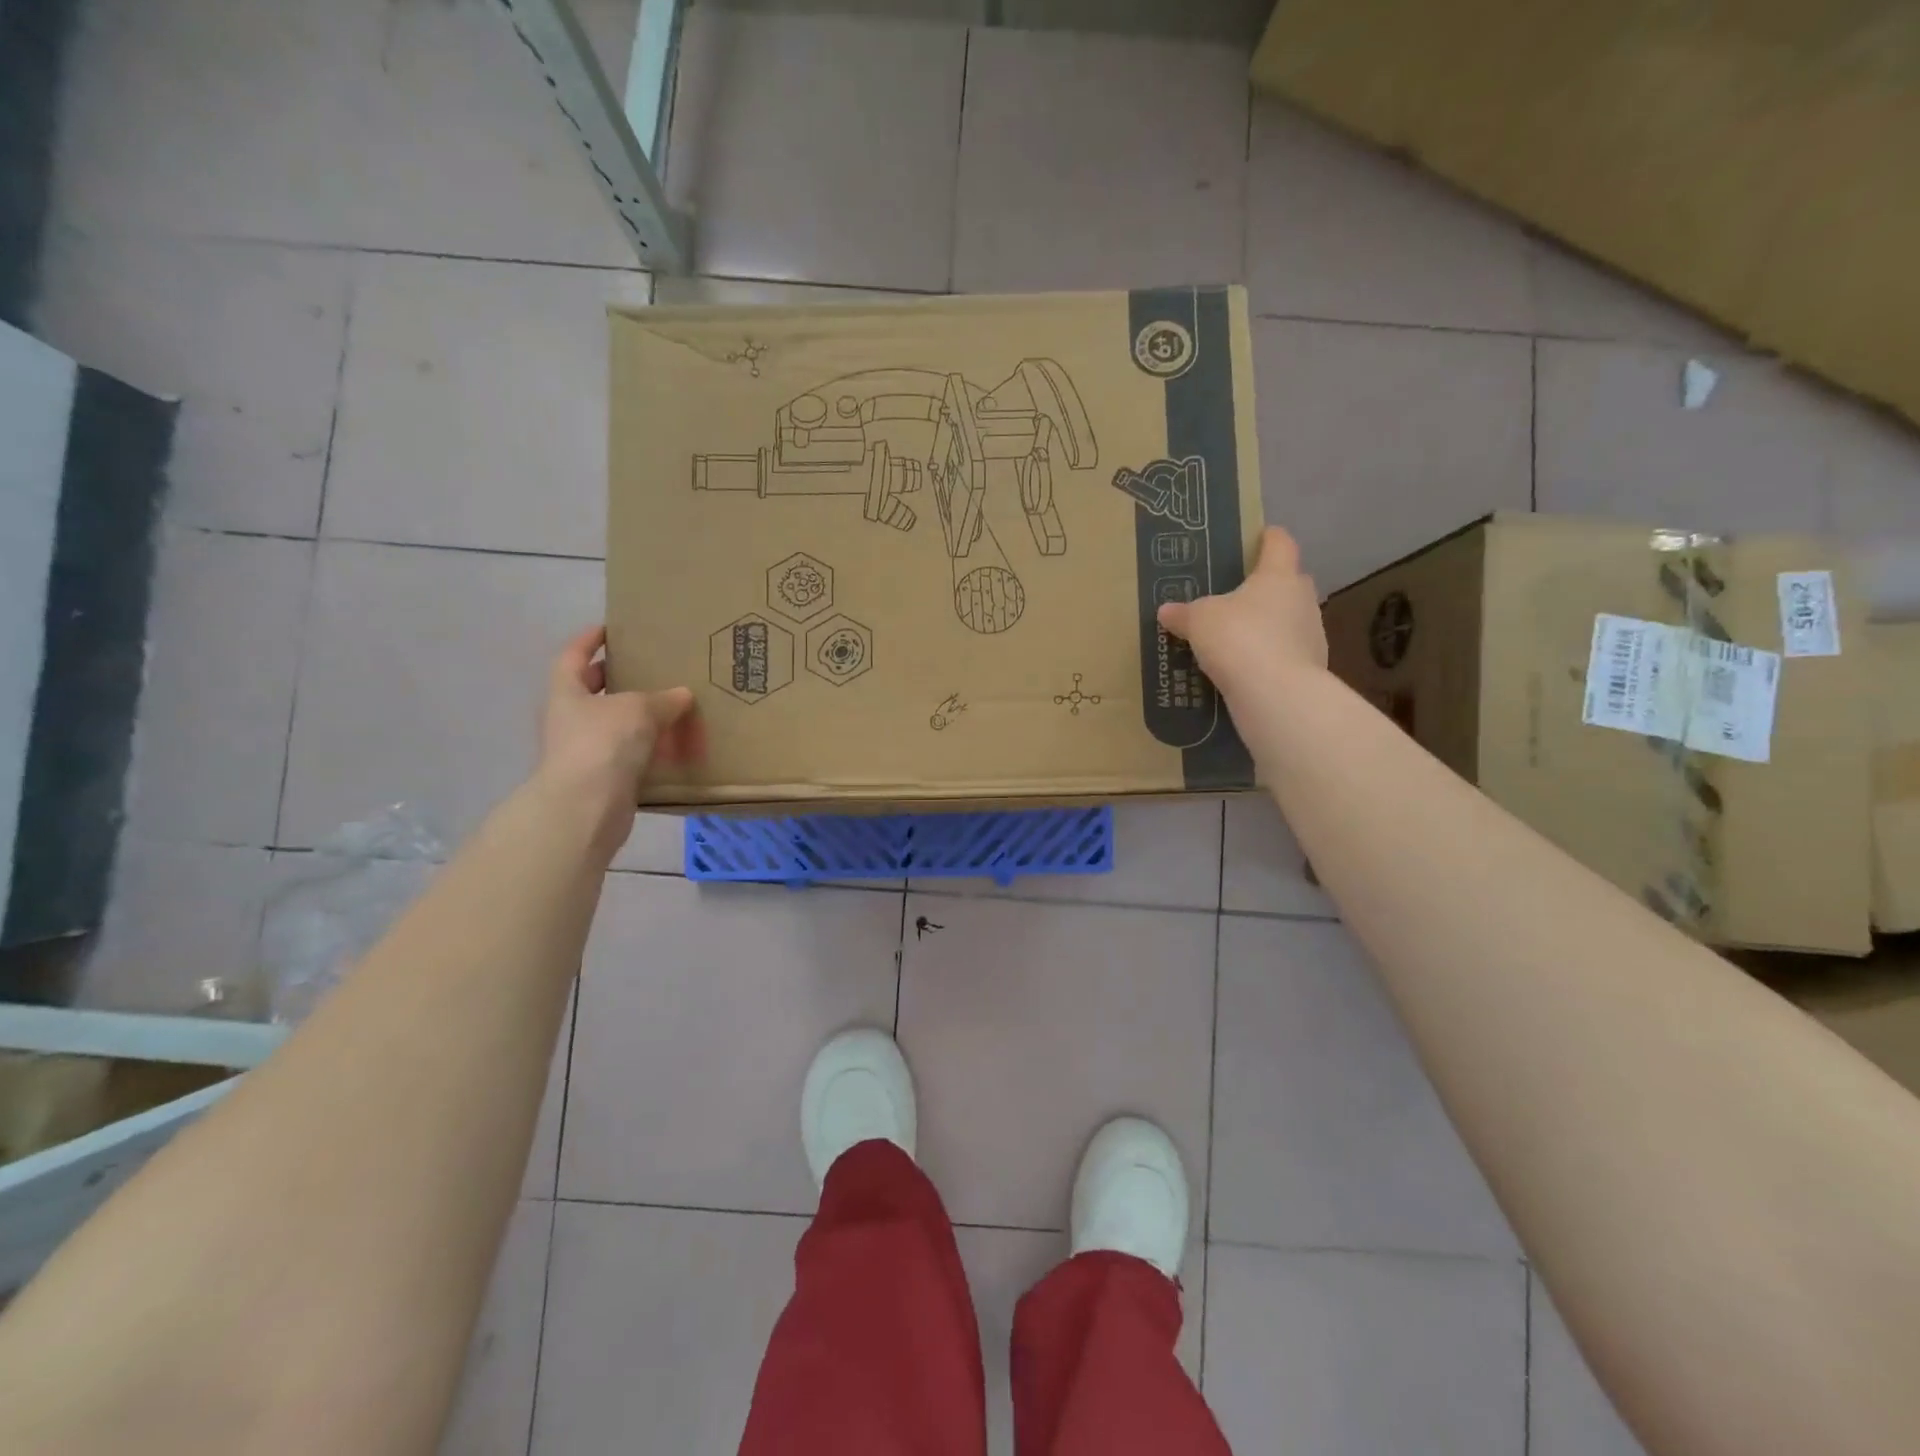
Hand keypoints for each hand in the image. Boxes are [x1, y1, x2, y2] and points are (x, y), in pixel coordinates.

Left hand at [536, 626, 698, 836]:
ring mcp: (582, 751)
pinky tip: (671, 746)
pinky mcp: (600, 778)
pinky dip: (646, 749)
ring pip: (611, 725)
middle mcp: (568, 719)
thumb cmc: (604, 744)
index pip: (573, 656)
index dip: (589, 640)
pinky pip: (626, 754)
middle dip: (615, 680)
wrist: (587, 807)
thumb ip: (662, 699)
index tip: (609, 629)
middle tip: (646, 669)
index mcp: (566, 693)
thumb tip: (682, 695)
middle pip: (590, 691)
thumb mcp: (639, 709)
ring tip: (669, 708)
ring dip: (635, 717)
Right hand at [1157, 526, 1327, 701]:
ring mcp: (1312, 633)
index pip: (1279, 543)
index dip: (1268, 538)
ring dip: (1270, 624)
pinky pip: (1287, 653)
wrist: (1275, 693)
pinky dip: (1270, 656)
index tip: (1259, 537)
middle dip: (1268, 586)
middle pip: (1289, 582)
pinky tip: (1248, 668)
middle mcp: (1302, 598)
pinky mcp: (1311, 667)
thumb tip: (1166, 610)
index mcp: (1278, 575)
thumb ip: (1184, 613)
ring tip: (1240, 637)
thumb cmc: (1238, 637)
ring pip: (1290, 619)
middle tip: (1240, 594)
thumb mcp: (1199, 621)